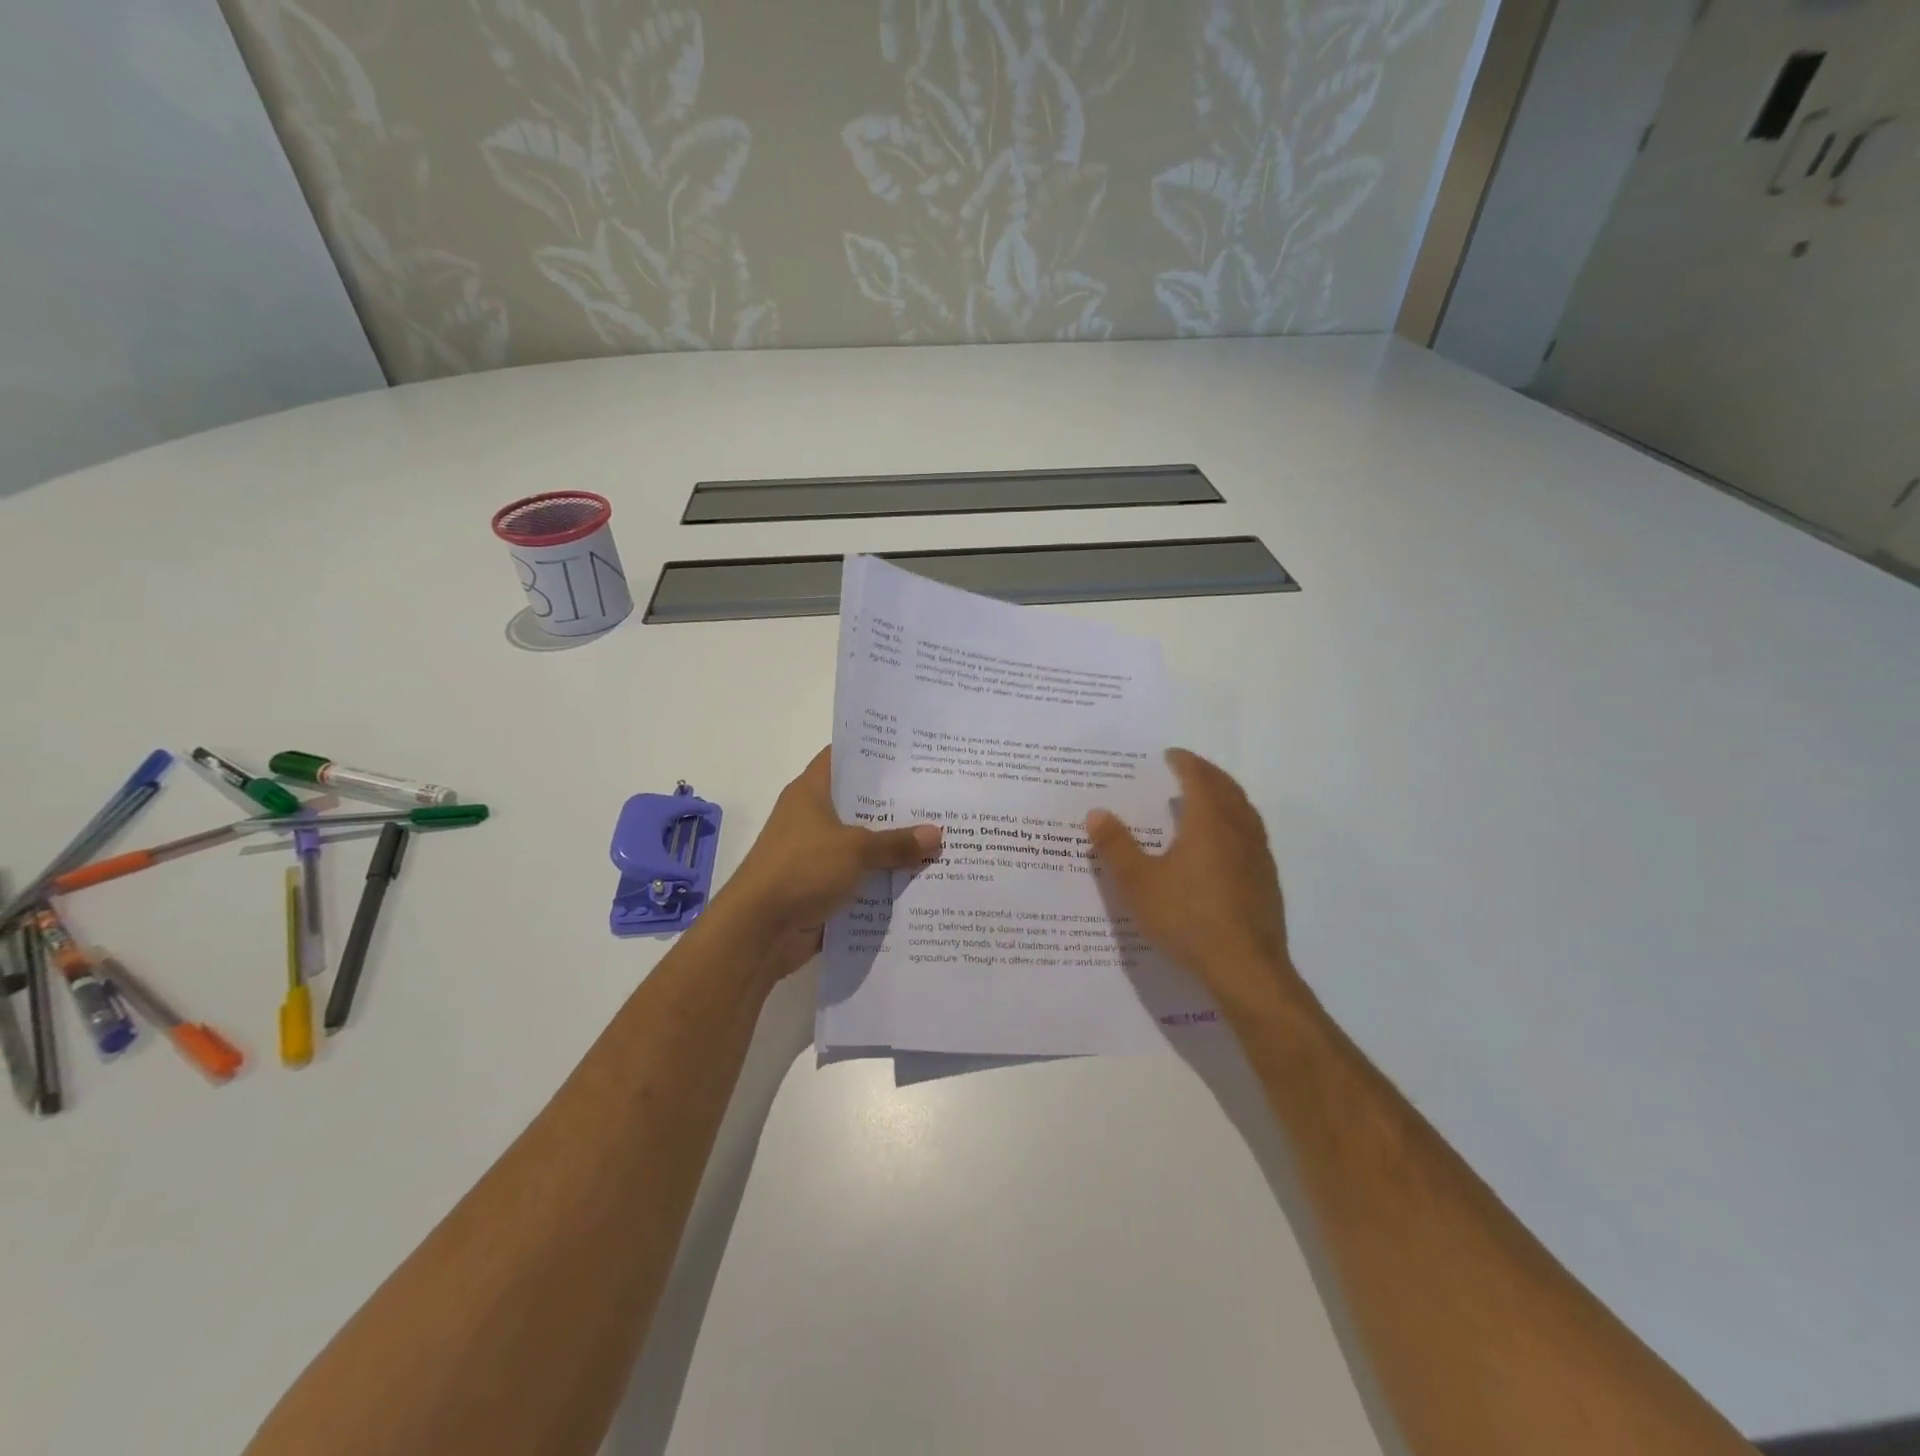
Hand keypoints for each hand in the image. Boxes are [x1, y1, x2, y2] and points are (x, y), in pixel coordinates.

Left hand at [718, 747, 941, 978]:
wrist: (758, 931)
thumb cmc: (801, 870)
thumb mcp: (855, 850)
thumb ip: (896, 842)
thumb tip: (937, 834)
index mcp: (811, 792)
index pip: (844, 757)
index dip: (875, 752)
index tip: (912, 752)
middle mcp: (813, 818)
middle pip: (861, 803)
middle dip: (897, 804)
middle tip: (940, 796)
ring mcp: (817, 854)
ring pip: (864, 844)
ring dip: (894, 847)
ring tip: (942, 838)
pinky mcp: (823, 887)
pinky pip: (861, 878)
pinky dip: (884, 880)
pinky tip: (921, 879)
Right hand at [1086, 749, 1302, 1017]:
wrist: (1246, 969)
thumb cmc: (1187, 918)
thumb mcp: (1139, 883)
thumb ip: (1116, 846)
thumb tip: (1097, 812)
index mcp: (1209, 823)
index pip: (1199, 779)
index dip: (1185, 763)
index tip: (1171, 755)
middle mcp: (1239, 832)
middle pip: (1227, 790)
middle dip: (1208, 775)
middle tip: (1189, 769)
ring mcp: (1258, 858)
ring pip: (1245, 813)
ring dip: (1226, 797)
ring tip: (1207, 800)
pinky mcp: (1267, 883)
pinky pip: (1251, 836)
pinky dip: (1235, 823)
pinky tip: (1224, 846)